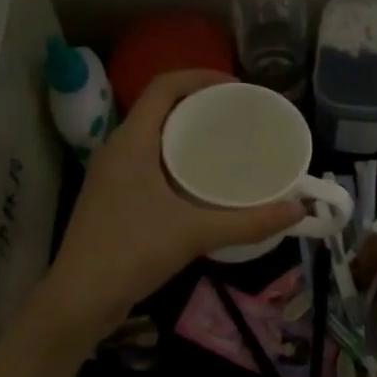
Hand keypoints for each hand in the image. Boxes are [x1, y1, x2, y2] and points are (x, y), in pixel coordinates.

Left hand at [41, 70, 304, 340]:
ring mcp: (111, 175)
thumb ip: (248, 221)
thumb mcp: (195, 233)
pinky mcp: (112, 199)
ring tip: (225, 147)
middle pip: (159, 109)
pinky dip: (175, 162)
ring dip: (186, 136)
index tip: (237, 90)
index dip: (200, 78)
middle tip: (238, 119)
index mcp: (131, 141)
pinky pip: (148, 163)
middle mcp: (117, 150)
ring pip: (153, 138)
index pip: (163, 87)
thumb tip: (297, 210)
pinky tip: (200, 186)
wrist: (79, 299)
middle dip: (199, 107)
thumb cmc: (132, 252)